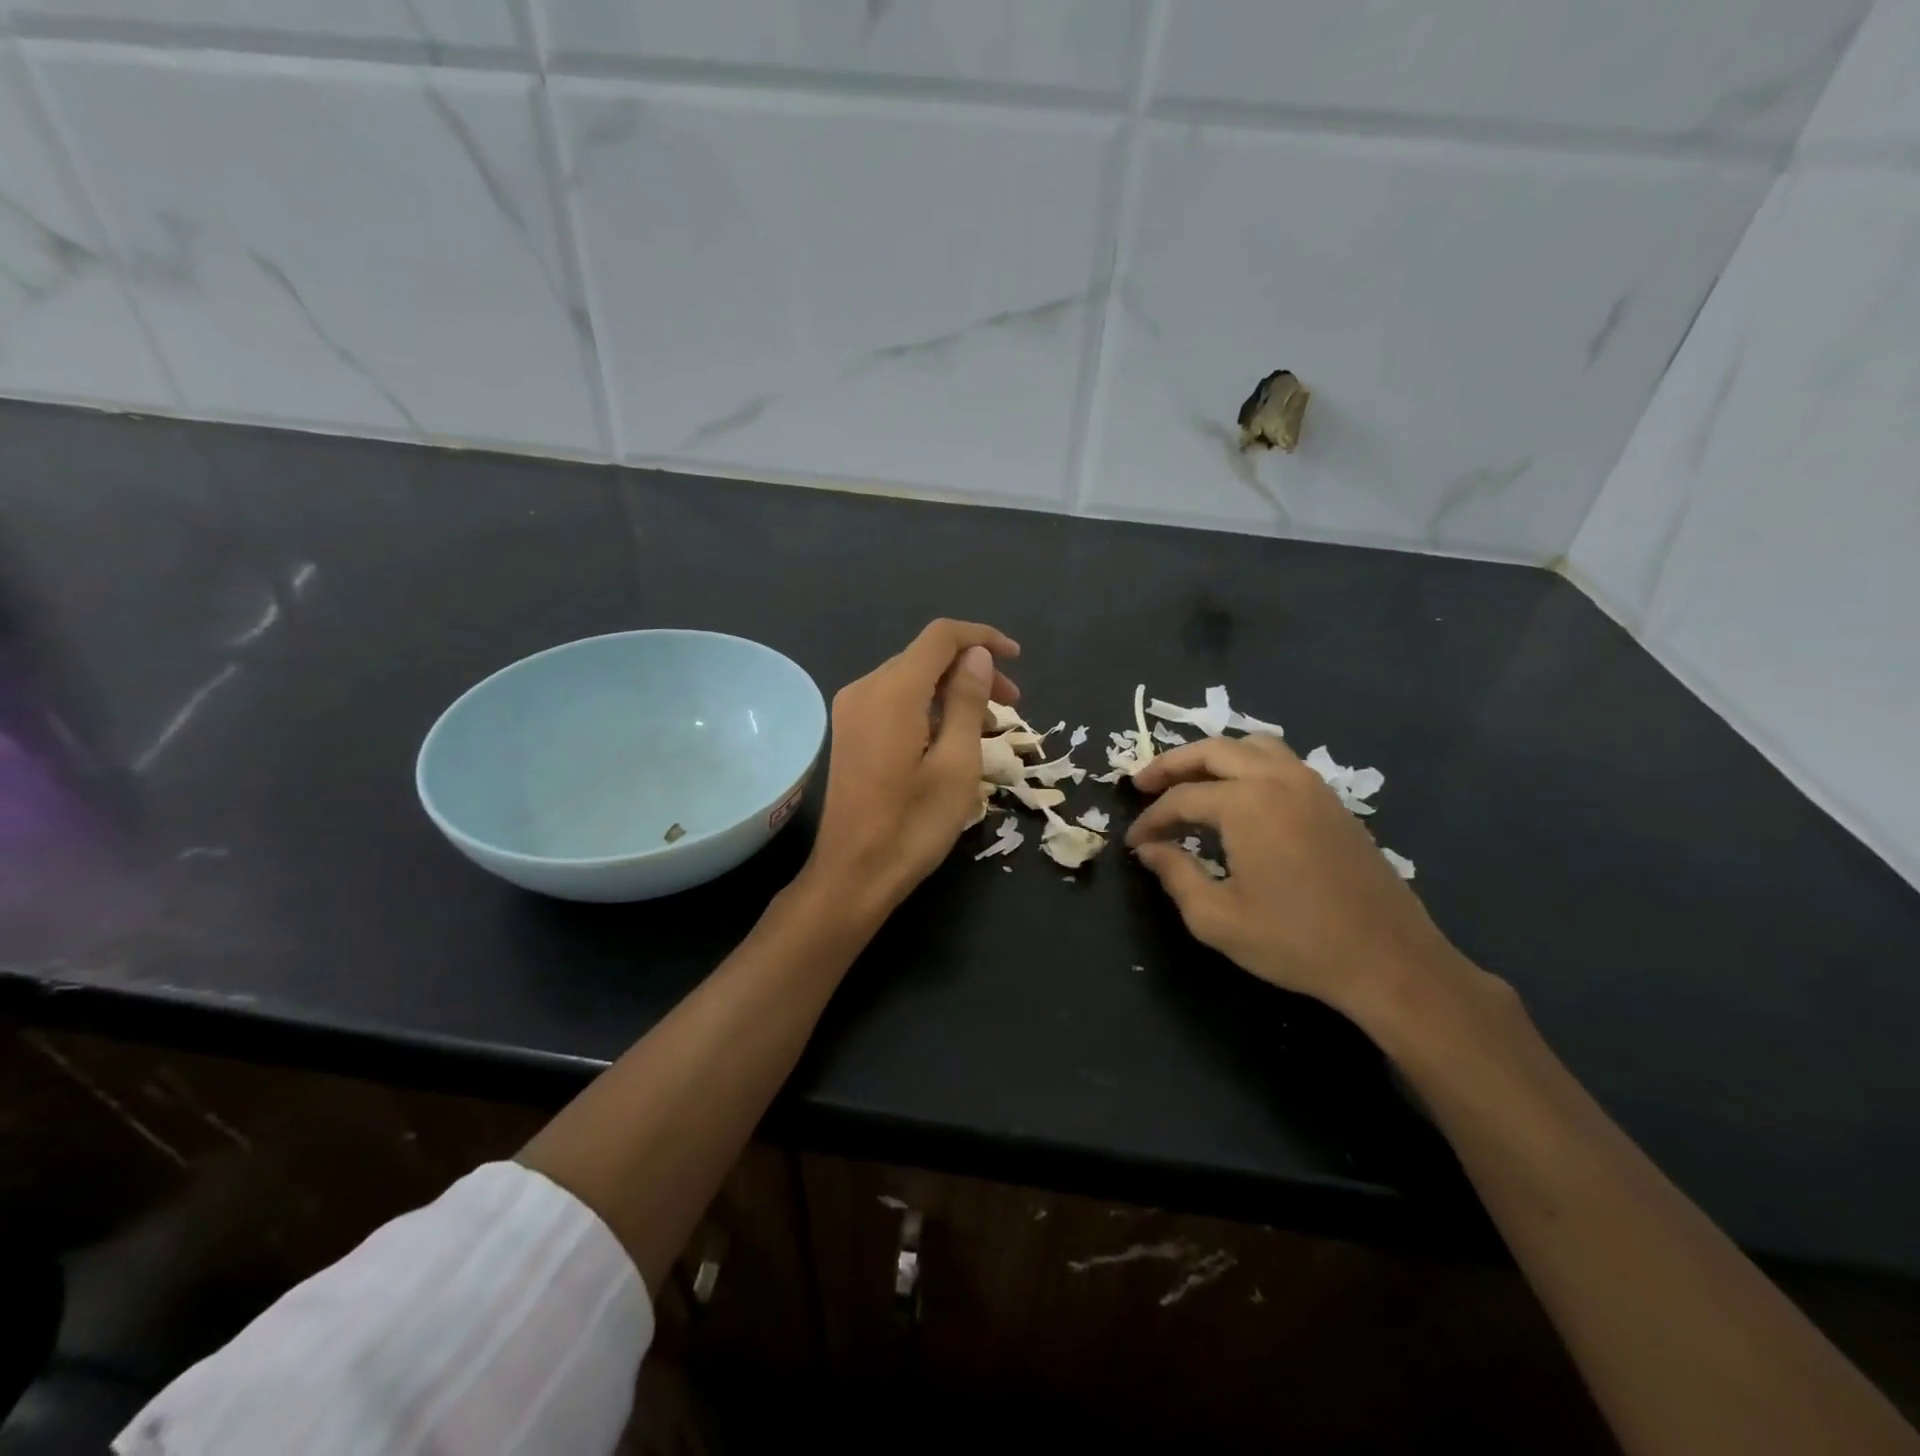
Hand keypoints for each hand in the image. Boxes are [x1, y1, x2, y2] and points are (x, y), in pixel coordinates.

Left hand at [801, 619, 1019, 919]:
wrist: (853, 874)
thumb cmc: (913, 825)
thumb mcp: (957, 764)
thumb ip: (967, 701)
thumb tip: (977, 655)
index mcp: (892, 692)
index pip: (941, 637)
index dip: (982, 638)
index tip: (1017, 659)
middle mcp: (865, 689)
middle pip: (926, 657)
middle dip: (972, 669)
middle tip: (1011, 705)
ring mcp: (852, 711)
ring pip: (911, 679)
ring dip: (953, 691)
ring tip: (989, 728)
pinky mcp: (850, 732)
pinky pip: (895, 701)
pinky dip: (930, 708)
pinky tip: (953, 738)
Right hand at [1125, 734, 1467, 1028]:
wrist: (1388, 959)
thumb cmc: (1295, 941)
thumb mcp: (1218, 918)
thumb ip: (1176, 875)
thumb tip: (1150, 849)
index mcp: (1246, 804)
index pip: (1181, 799)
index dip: (1150, 819)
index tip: (1133, 843)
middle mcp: (1277, 780)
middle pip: (1212, 751)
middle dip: (1171, 765)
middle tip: (1143, 784)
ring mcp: (1311, 785)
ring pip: (1251, 746)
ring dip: (1212, 757)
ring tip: (1189, 780)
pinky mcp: (1331, 801)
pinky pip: (1279, 762)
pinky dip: (1247, 765)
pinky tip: (1237, 796)